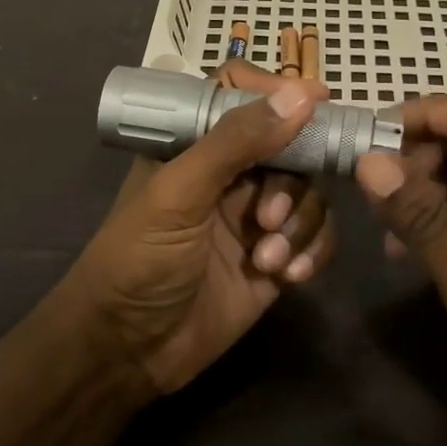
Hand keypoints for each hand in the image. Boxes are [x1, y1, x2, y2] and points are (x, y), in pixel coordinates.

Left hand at [61, 61, 339, 394]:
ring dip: (300, 223)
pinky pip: (316, 237)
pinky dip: (312, 251)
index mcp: (195, 144)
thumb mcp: (179, 193)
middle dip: (291, 180)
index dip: (279, 93)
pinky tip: (288, 277)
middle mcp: (230, 173)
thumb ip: (236, 142)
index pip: (241, 96)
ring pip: (309, 193)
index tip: (319, 100)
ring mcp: (255, 216)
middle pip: (290, 146)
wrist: (128, 352)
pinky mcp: (275, 258)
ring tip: (268, 258)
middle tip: (270, 217)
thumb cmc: (138, 259)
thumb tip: (301, 93)